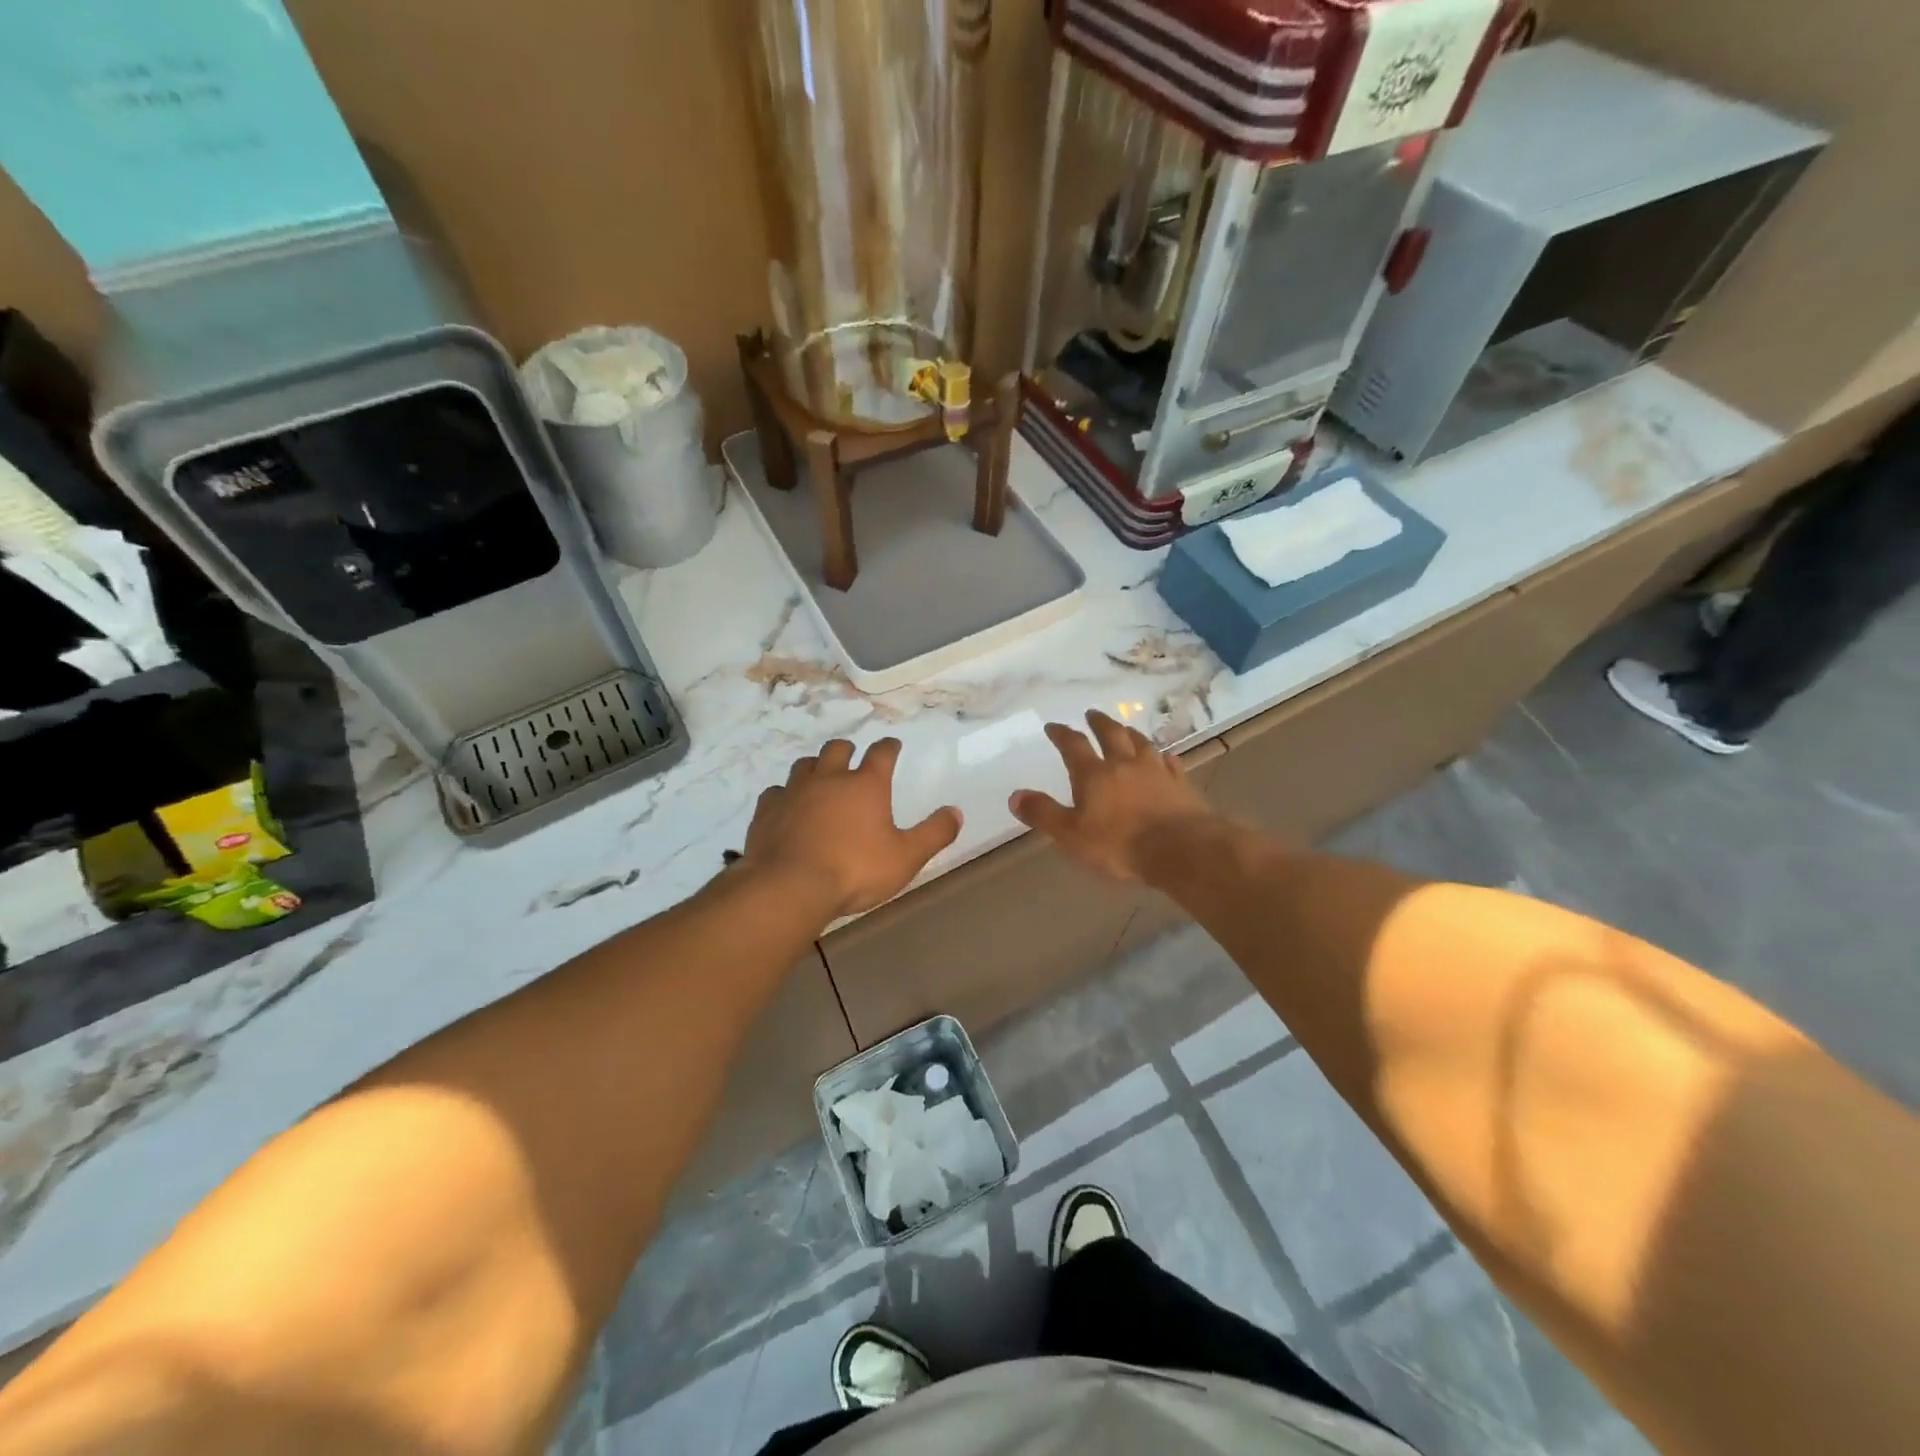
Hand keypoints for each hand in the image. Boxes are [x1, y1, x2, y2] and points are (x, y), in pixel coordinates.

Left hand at [743, 738, 962, 917]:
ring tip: (820, 778)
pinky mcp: (767, 811)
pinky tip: (786, 806)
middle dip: (848, 750)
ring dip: (815, 767)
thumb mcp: (906, 857)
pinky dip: (785, 795)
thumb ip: (934, 833)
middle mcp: (829, 778)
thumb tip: (956, 812)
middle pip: (837, 749)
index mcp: (866, 785)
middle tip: (853, 757)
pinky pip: (776, 792)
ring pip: (804, 765)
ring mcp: (794, 792)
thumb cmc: (855, 870)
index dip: (889, 747)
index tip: (893, 744)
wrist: (790, 886)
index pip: (881, 753)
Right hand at [1010, 710, 1215, 884]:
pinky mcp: (1181, 785)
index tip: (1054, 726)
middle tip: (1092, 713)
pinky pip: (1171, 764)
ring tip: (1125, 728)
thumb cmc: (1119, 844)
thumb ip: (1043, 813)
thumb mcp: (1070, 835)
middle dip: (1099, 722)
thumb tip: (1014, 795)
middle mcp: (1125, 764)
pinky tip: (1165, 757)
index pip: (1073, 746)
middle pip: (1111, 734)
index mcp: (1094, 775)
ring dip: (1130, 733)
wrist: (1181, 849)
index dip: (1062, 734)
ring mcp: (1156, 772)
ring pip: (1142, 743)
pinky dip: (1164, 757)